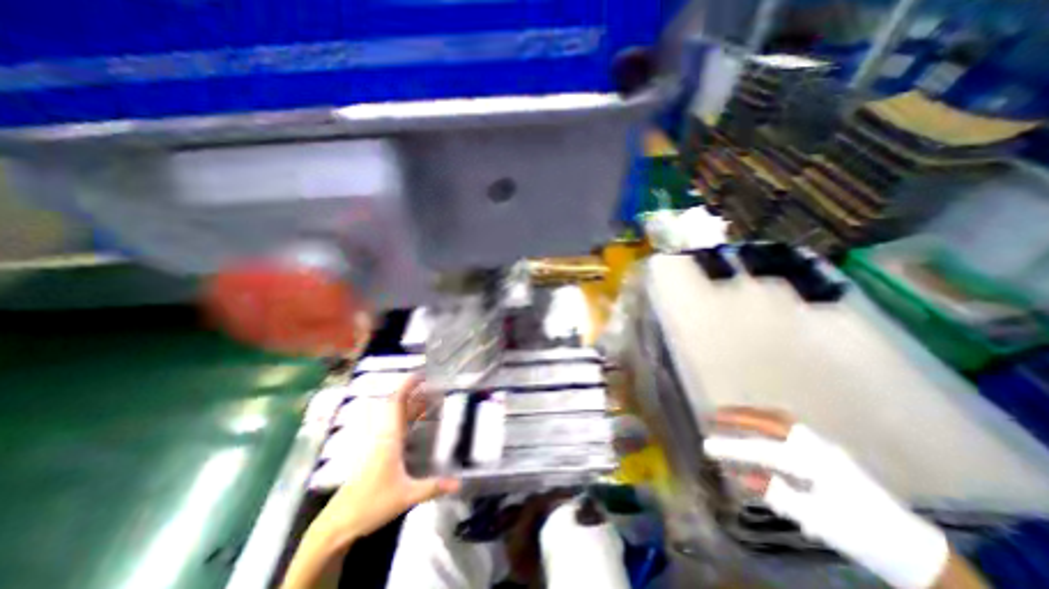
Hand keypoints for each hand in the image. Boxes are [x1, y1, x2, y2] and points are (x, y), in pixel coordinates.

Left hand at [282, 378, 460, 587]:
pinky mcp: (377, 454)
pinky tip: (417, 423)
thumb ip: (433, 487)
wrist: (338, 524)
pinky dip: (408, 419)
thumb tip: (459, 483)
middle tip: (433, 384)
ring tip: (430, 399)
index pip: (397, 403)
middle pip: (398, 406)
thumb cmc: (370, 504)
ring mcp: (379, 445)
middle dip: (415, 393)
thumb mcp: (406, 496)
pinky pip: (395, 427)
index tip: (421, 374)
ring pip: (396, 417)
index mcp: (389, 438)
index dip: (408, 386)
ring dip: (412, 405)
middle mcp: (384, 436)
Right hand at [704, 407, 951, 588]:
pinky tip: (756, 428)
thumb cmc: (860, 533)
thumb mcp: (816, 519)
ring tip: (729, 414)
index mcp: (815, 462)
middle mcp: (817, 447)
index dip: (732, 448)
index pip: (762, 450)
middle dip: (740, 416)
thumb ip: (776, 493)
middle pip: (771, 421)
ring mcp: (822, 447)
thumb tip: (741, 475)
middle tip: (714, 414)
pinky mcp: (824, 452)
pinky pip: (788, 429)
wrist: (909, 547)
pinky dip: (766, 422)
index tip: (706, 445)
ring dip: (752, 415)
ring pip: (780, 420)